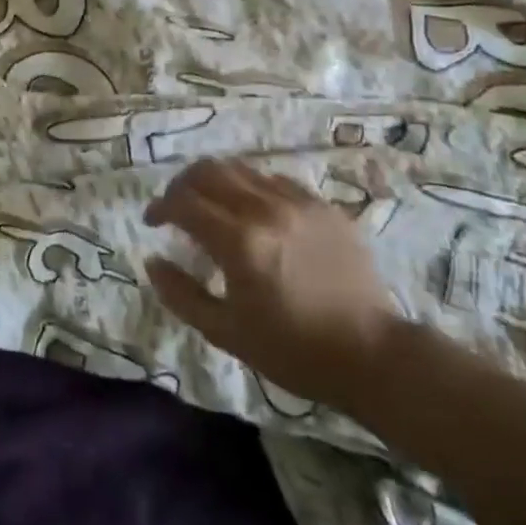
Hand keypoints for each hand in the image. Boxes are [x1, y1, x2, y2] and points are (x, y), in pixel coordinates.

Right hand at [144, 159, 402, 412]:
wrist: (373, 355)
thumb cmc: (293, 351)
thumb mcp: (226, 333)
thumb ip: (181, 294)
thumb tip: (152, 260)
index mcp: (238, 241)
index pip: (183, 202)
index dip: (160, 207)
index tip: (153, 222)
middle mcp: (265, 210)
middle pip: (208, 171)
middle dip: (182, 184)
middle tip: (176, 207)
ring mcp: (298, 203)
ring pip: (241, 169)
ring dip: (215, 182)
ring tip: (211, 205)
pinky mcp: (323, 206)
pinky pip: (275, 181)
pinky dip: (252, 188)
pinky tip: (254, 213)